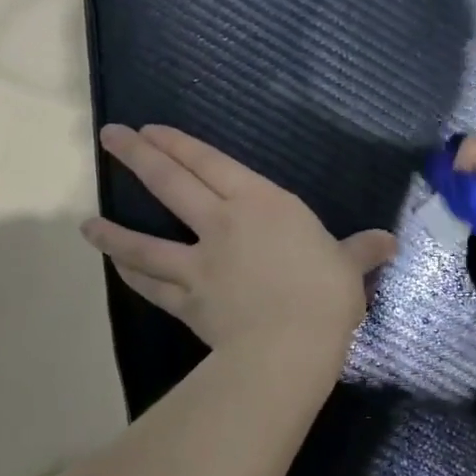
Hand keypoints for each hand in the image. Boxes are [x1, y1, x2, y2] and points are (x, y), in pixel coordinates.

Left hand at [82, 124, 396, 354]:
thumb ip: (361, 250)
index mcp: (261, 204)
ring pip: (147, 241)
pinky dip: (134, 278)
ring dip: (115, 231)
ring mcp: (200, 263)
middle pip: (172, 184)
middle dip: (139, 157)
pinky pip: (154, 286)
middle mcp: (223, 224)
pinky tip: (118, 271)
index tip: (149, 130)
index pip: (212, 164)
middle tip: (110, 138)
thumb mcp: (349, 267)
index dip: (179, 144)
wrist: (291, 345)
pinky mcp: (189, 301)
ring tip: (87, 223)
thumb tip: (388, 242)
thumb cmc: (325, 294)